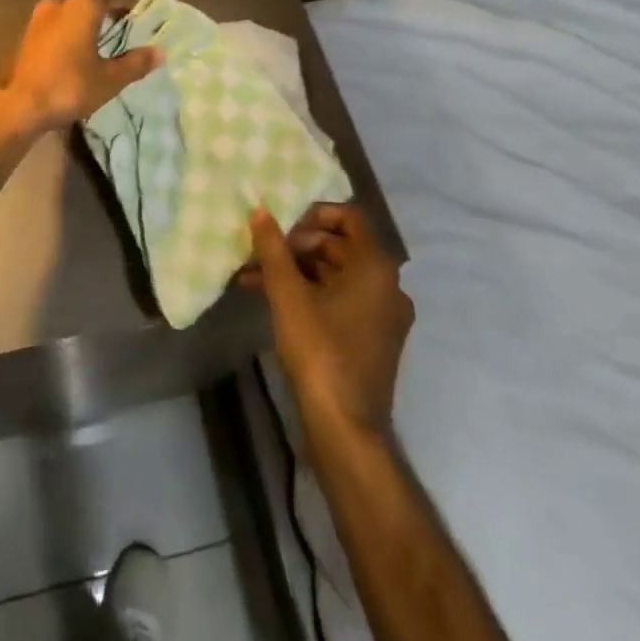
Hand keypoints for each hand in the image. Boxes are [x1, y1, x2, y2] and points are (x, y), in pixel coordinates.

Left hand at [0, 0, 161, 134]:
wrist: (21, 105)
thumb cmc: (71, 85)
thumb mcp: (110, 78)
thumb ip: (135, 62)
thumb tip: (160, 52)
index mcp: (83, 4)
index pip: (114, 2)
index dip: (127, 16)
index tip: (137, 31)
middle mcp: (59, 3)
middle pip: (90, 9)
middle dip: (104, 24)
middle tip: (120, 46)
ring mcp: (38, 18)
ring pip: (70, 21)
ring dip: (82, 33)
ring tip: (98, 56)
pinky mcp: (25, 37)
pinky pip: (54, 34)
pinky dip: (65, 43)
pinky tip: (73, 63)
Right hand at [246, 202, 411, 439]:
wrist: (345, 430)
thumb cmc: (320, 351)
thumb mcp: (288, 295)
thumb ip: (273, 248)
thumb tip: (260, 210)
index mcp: (376, 268)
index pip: (350, 217)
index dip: (314, 212)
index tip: (282, 223)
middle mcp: (387, 286)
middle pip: (340, 245)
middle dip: (297, 244)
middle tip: (262, 250)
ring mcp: (381, 315)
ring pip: (335, 274)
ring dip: (296, 269)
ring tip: (253, 273)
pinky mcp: (371, 338)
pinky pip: (339, 299)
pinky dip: (308, 293)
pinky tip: (269, 298)